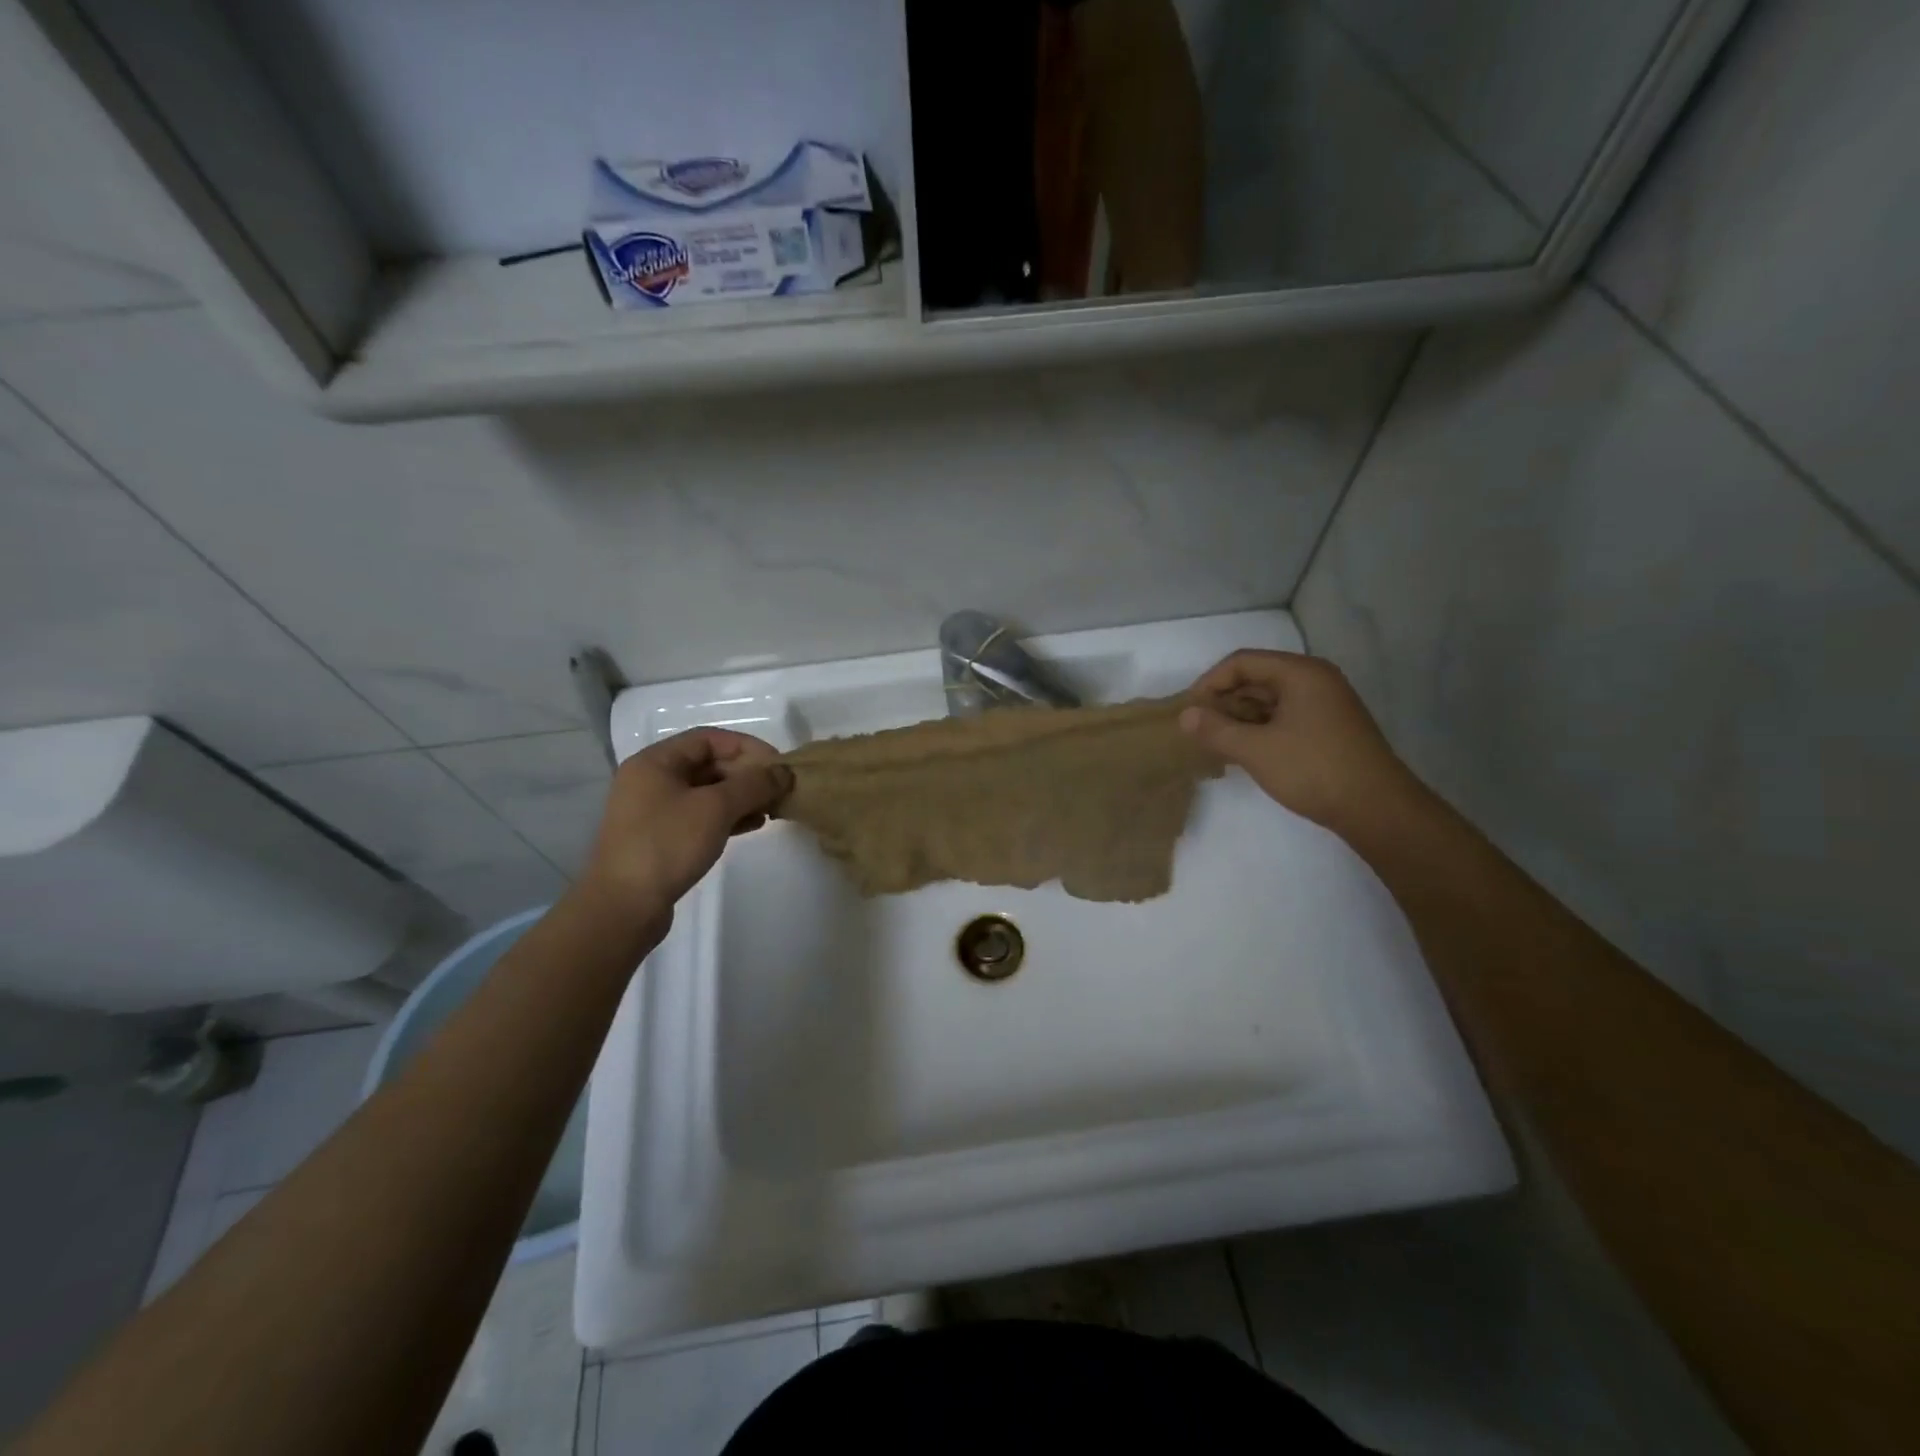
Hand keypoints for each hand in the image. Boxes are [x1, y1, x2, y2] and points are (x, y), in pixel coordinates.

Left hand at [578, 728, 790, 924]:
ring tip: (772, 809)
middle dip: (747, 774)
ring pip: (707, 792)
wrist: (623, 907)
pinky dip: (727, 816)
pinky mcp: (662, 838)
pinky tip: (753, 825)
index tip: (778, 766)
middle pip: (708, 764)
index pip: (710, 739)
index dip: (748, 747)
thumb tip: (783, 772)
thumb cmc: (667, 845)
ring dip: (741, 796)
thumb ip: (753, 785)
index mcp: (655, 762)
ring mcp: (654, 811)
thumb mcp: (715, 808)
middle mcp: (651, 780)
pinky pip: (701, 815)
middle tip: (779, 790)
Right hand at [1178, 649, 1423, 832]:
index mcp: (1301, 673)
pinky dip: (1260, 730)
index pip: (1242, 662)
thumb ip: (1216, 730)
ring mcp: (1325, 706)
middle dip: (1224, 702)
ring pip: (1270, 701)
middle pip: (1257, 679)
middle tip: (1199, 730)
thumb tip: (1185, 715)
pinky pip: (1284, 718)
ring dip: (1240, 719)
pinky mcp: (1328, 730)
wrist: (1377, 809)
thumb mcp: (1256, 750)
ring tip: (1216, 744)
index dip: (1210, 682)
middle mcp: (1315, 681)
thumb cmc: (1313, 769)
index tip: (1190, 711)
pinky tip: (1243, 753)